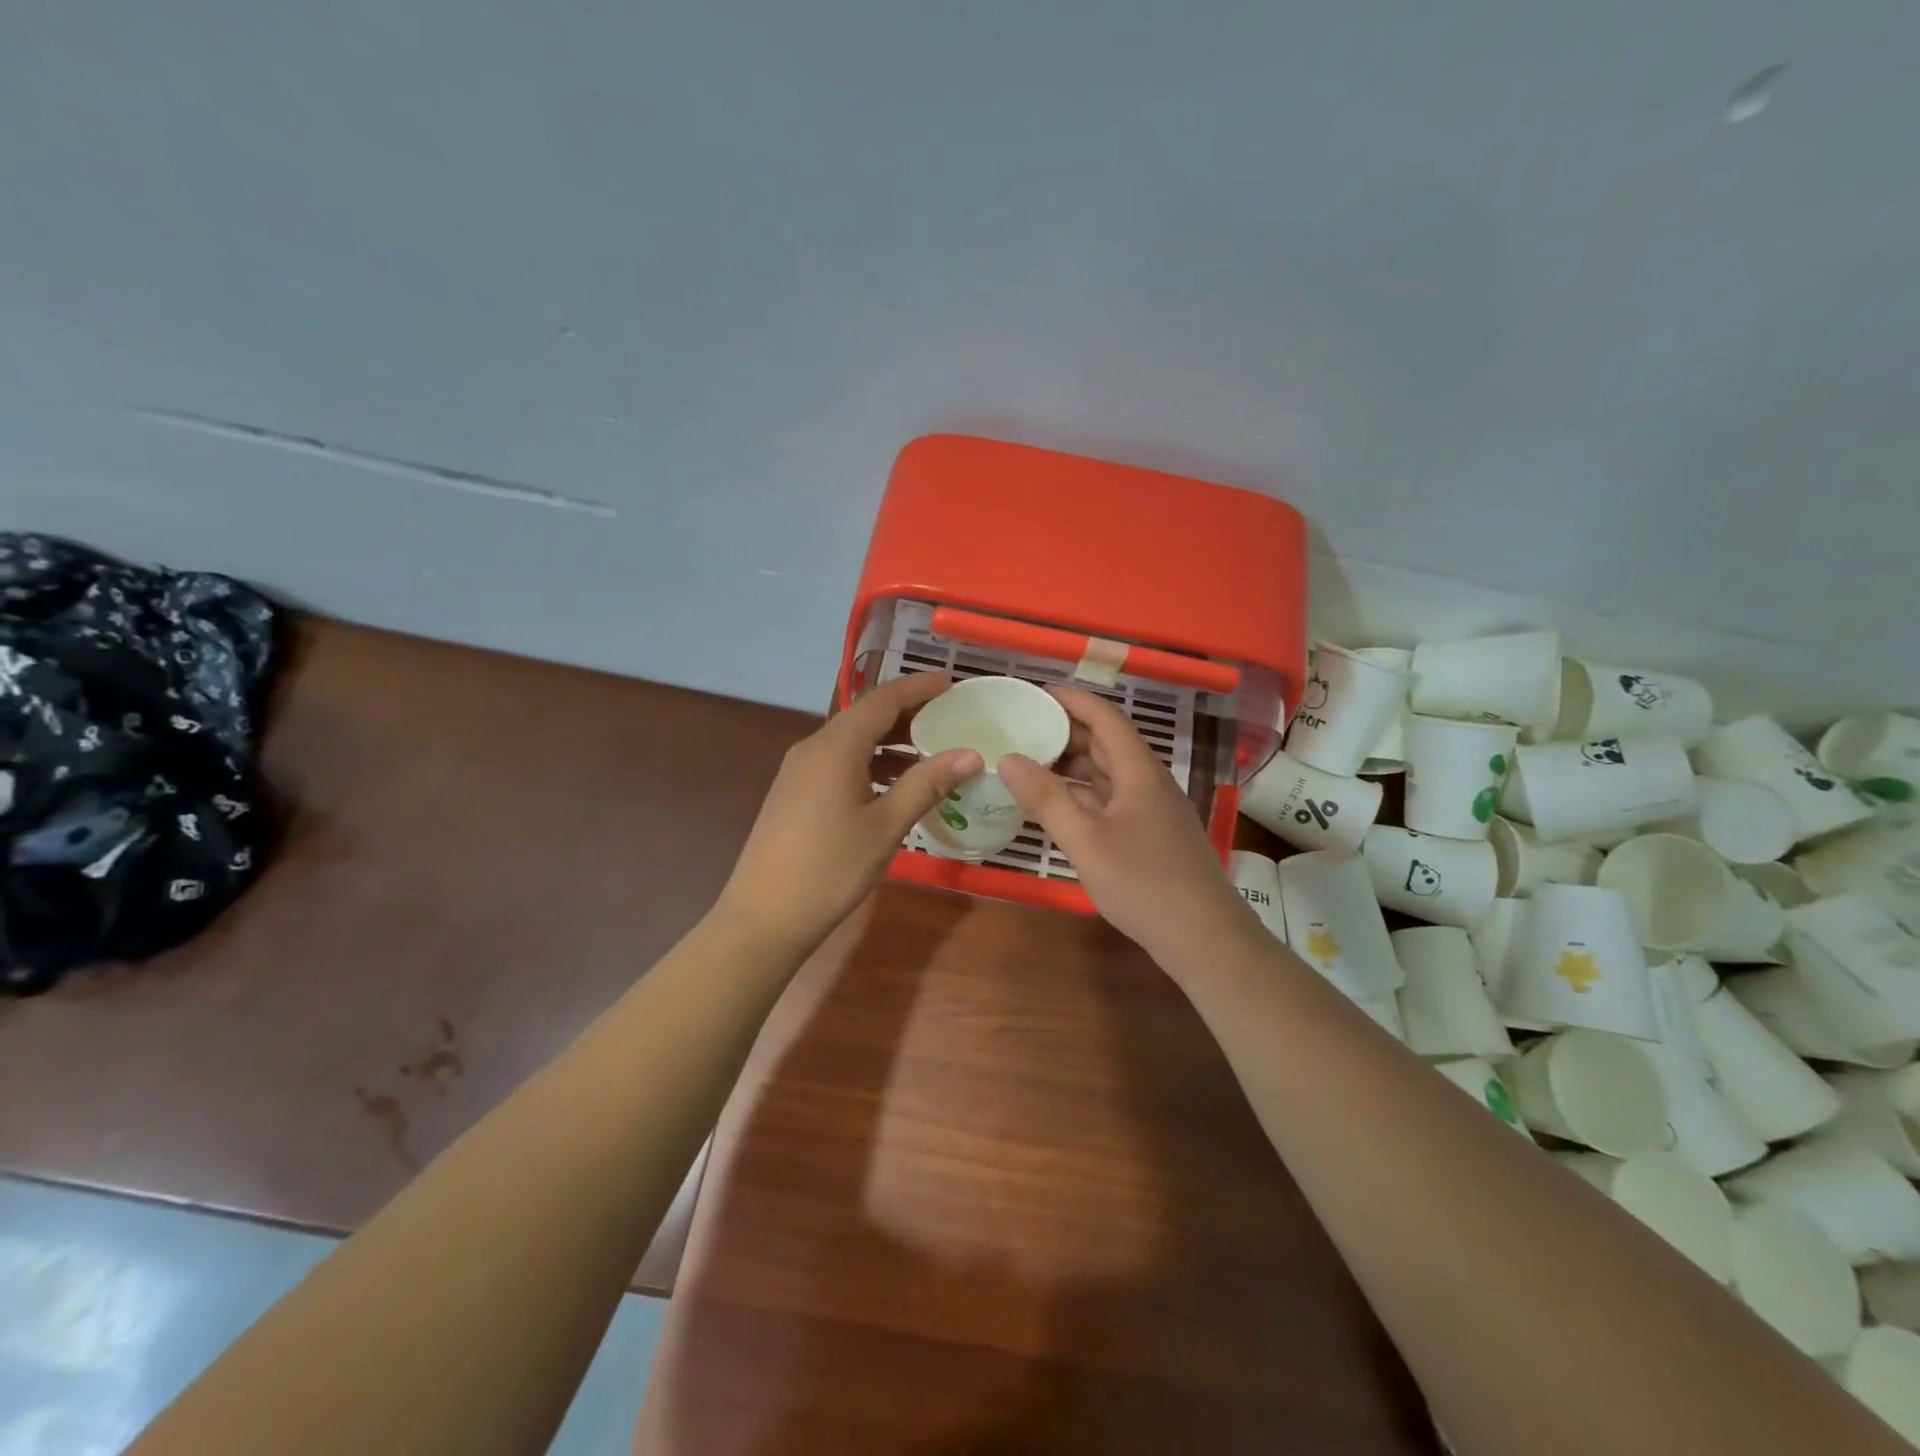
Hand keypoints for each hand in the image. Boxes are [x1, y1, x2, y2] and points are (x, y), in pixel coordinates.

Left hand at [716, 673, 982, 955]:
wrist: (764, 916)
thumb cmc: (831, 868)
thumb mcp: (886, 826)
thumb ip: (927, 784)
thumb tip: (971, 754)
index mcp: (836, 746)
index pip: (882, 699)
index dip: (918, 687)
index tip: (951, 683)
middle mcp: (813, 747)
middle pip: (865, 716)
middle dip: (907, 713)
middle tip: (949, 718)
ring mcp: (799, 770)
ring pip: (852, 740)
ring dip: (890, 741)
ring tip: (931, 752)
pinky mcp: (795, 792)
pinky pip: (839, 762)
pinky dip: (871, 763)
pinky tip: (894, 784)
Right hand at [998, 686, 1255, 965]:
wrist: (1203, 938)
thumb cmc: (1144, 883)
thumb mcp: (1086, 841)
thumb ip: (1047, 799)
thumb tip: (1007, 758)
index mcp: (1139, 772)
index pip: (1106, 718)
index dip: (1073, 701)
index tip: (1037, 693)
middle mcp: (1149, 783)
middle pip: (1108, 744)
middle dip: (1068, 732)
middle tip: (1024, 730)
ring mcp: (1153, 811)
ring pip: (1110, 775)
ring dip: (1075, 766)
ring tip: (1033, 765)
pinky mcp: (1152, 837)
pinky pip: (1113, 801)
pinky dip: (1084, 796)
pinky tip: (1061, 808)